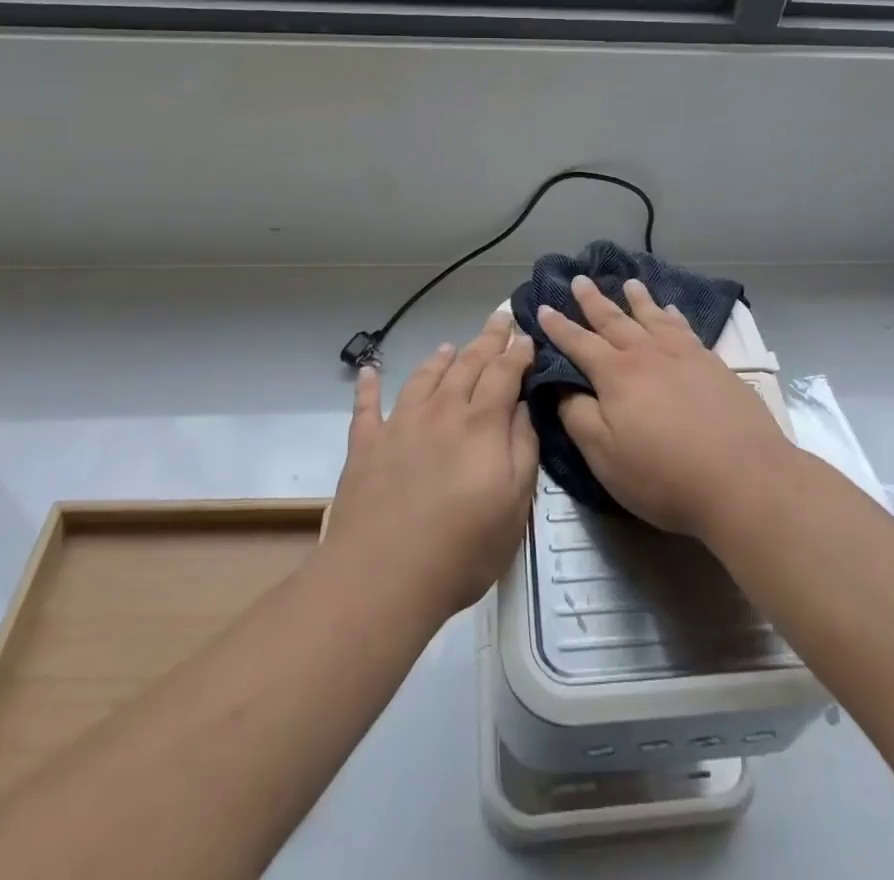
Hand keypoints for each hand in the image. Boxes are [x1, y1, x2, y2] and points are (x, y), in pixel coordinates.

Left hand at [324, 310, 537, 623]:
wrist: (383, 576)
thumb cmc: (462, 547)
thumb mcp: (515, 504)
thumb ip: (523, 449)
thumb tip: (524, 407)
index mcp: (481, 424)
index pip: (504, 373)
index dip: (517, 352)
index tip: (527, 336)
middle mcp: (441, 412)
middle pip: (467, 365)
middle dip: (486, 340)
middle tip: (499, 318)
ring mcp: (399, 425)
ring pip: (423, 378)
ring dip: (439, 359)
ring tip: (449, 345)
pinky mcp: (365, 446)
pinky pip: (366, 407)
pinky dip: (368, 385)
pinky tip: (369, 370)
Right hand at [539, 276, 791, 539]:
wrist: (743, 478)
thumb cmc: (664, 474)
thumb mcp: (605, 455)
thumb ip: (578, 417)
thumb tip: (560, 387)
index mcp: (616, 374)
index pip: (579, 343)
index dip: (558, 327)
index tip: (542, 308)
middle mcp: (647, 354)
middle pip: (615, 320)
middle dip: (593, 301)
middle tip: (580, 279)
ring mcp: (684, 356)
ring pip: (653, 318)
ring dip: (637, 299)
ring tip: (629, 282)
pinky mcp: (714, 365)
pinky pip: (686, 329)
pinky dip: (674, 316)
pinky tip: (673, 311)